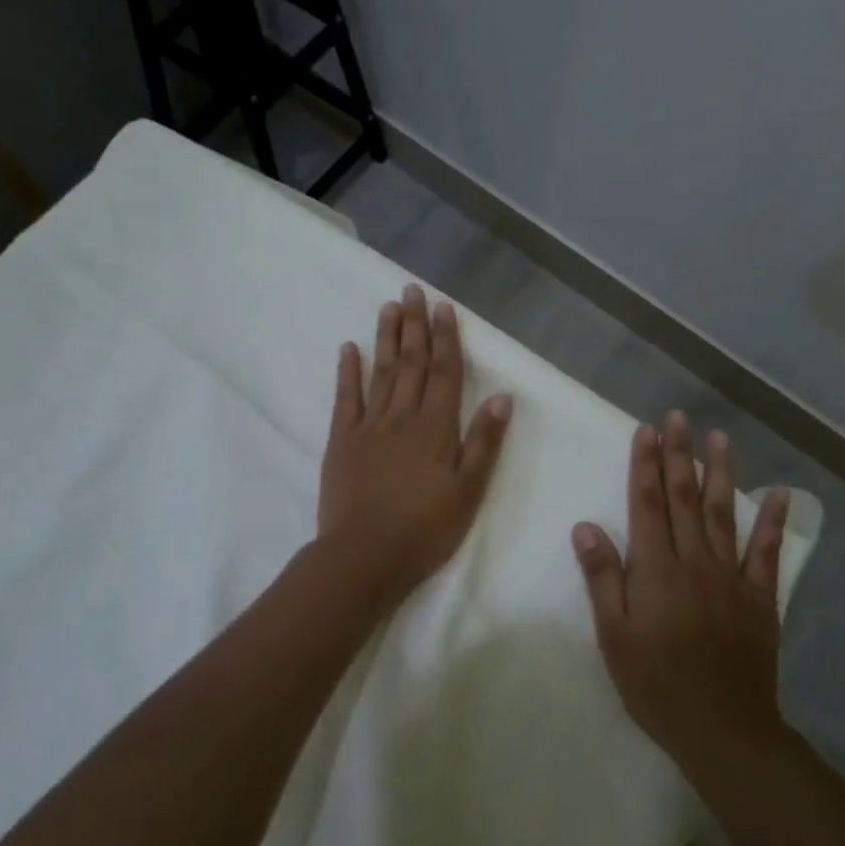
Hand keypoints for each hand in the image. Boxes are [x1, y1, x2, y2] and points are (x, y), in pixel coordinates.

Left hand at [317, 285, 512, 602]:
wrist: (365, 555)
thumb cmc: (425, 528)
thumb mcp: (469, 491)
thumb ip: (484, 442)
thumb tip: (502, 397)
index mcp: (436, 427)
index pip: (444, 372)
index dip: (445, 338)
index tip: (443, 307)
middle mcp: (402, 416)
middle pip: (411, 362)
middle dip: (414, 325)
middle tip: (412, 290)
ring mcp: (369, 426)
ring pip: (380, 371)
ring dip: (385, 337)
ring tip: (388, 306)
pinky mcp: (342, 440)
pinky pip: (346, 398)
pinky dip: (348, 371)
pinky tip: (349, 348)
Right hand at [571, 412, 789, 771]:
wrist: (723, 729)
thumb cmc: (656, 684)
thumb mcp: (614, 636)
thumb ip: (603, 578)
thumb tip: (586, 527)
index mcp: (656, 569)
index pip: (646, 503)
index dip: (645, 464)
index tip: (646, 430)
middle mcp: (695, 561)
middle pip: (684, 498)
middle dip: (678, 455)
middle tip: (678, 418)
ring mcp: (731, 576)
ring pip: (724, 513)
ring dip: (720, 472)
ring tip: (718, 438)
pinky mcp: (759, 597)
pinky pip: (767, 552)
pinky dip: (773, 521)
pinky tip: (778, 493)